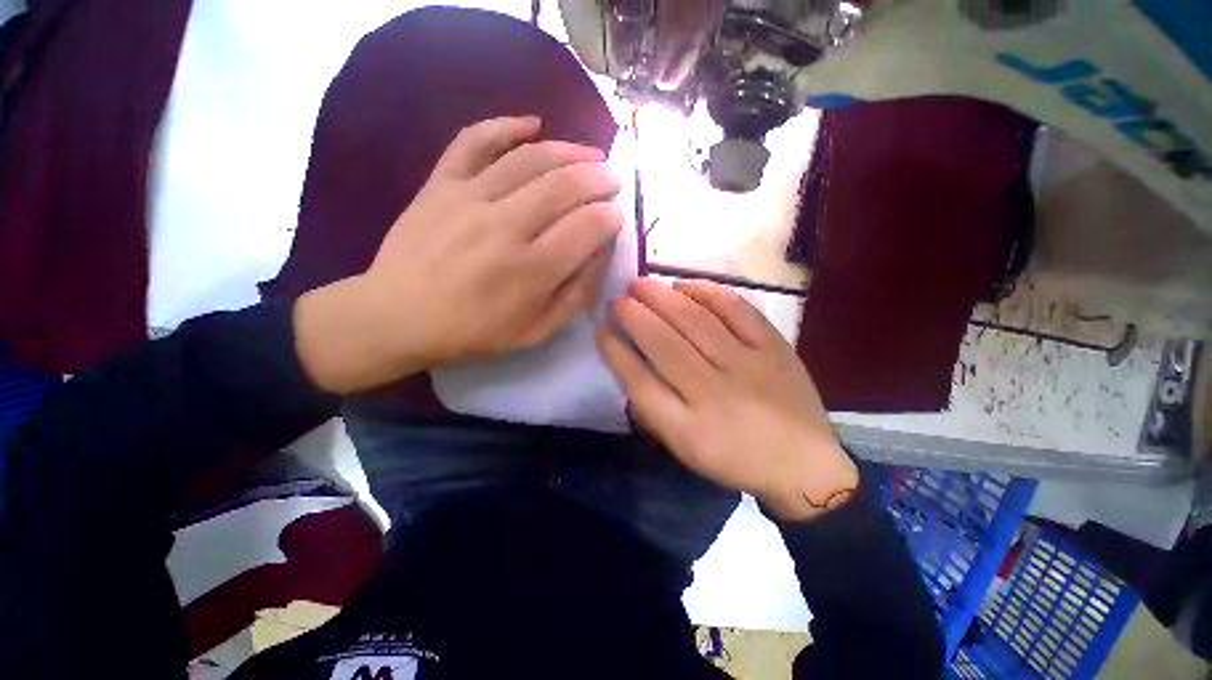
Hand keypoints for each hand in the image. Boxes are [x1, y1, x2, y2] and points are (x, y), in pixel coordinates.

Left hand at [296, 116, 622, 393]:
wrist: (400, 316)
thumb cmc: (475, 330)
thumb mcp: (537, 329)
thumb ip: (576, 293)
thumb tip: (601, 253)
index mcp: (531, 270)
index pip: (587, 228)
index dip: (610, 217)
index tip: (617, 215)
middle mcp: (505, 227)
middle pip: (564, 186)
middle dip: (599, 177)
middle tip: (613, 177)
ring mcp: (469, 199)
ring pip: (529, 159)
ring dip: (569, 150)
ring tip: (590, 153)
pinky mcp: (440, 184)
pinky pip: (473, 141)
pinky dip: (505, 125)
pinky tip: (532, 123)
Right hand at [596, 279, 857, 521]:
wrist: (802, 464)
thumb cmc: (734, 459)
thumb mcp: (685, 449)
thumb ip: (652, 410)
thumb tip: (628, 362)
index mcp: (687, 428)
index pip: (638, 380)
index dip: (614, 349)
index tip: (600, 327)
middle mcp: (713, 393)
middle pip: (663, 344)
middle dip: (632, 315)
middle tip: (616, 298)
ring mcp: (747, 366)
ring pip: (695, 321)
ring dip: (661, 298)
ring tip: (639, 284)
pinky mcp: (774, 348)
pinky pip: (736, 310)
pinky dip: (706, 292)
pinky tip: (684, 284)